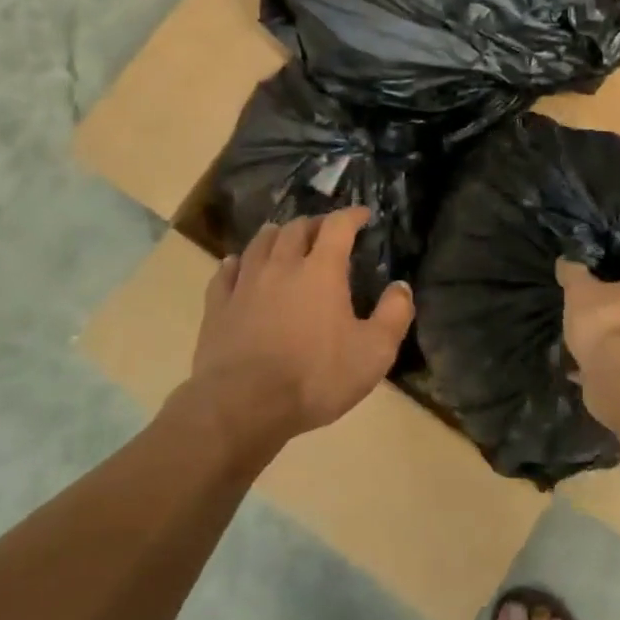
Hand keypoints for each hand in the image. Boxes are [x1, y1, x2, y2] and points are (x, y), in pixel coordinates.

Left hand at [192, 208, 413, 437]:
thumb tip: (401, 287)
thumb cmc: (315, 377)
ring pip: (260, 243)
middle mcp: (281, 266)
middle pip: (296, 228)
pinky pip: (226, 272)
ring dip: (276, 235)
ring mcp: (245, 284)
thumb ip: (394, 315)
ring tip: (283, 237)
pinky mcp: (218, 306)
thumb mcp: (373, 353)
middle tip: (324, 231)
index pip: (337, 226)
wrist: (243, 405)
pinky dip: (237, 262)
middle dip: (314, 224)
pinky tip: (238, 265)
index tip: (362, 214)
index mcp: (321, 271)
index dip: (351, 215)